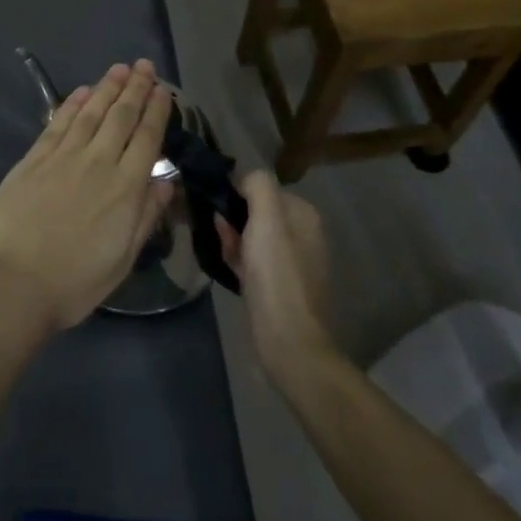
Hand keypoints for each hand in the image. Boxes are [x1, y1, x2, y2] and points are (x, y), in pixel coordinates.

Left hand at [0, 60, 173, 330]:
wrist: (13, 282)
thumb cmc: (74, 282)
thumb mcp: (122, 259)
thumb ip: (145, 216)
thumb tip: (166, 181)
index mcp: (125, 188)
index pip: (147, 138)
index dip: (156, 111)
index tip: (164, 90)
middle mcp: (98, 162)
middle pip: (121, 116)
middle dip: (135, 88)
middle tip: (144, 65)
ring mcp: (63, 156)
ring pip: (90, 112)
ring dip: (107, 87)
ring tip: (118, 68)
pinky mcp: (34, 158)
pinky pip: (57, 123)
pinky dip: (72, 103)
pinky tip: (82, 91)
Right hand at [216, 169, 336, 382]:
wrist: (288, 342)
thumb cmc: (276, 275)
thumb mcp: (267, 218)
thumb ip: (257, 185)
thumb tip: (241, 178)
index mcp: (304, 215)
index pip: (261, 187)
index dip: (236, 193)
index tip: (217, 207)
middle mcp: (302, 235)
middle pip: (255, 212)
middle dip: (232, 218)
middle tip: (217, 232)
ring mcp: (292, 263)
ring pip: (251, 237)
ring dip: (232, 239)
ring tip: (220, 251)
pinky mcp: (279, 288)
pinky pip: (253, 262)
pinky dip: (238, 260)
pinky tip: (227, 268)